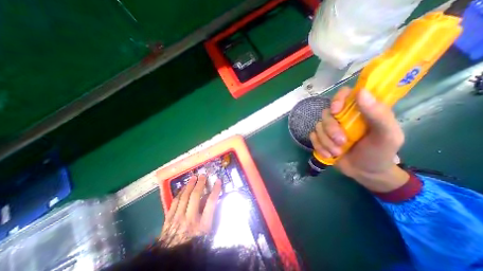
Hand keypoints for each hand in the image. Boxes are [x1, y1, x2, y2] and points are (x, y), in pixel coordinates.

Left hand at [161, 175, 223, 245]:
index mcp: (202, 225)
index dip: (215, 189)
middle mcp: (190, 219)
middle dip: (200, 183)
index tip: (218, 180)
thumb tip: (211, 201)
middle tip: (203, 175)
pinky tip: (182, 188)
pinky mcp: (168, 220)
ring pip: (184, 197)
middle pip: (195, 196)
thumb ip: (210, 217)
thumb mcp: (207, 234)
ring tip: (193, 177)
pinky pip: (174, 202)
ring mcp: (177, 219)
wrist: (172, 261)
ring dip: (189, 185)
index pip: (211, 202)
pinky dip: (179, 193)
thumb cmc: (194, 246)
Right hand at [311, 88, 408, 191]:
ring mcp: (329, 128)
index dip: (337, 99)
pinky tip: (328, 155)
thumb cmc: (380, 153)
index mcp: (359, 111)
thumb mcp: (387, 135)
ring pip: (318, 127)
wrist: (365, 173)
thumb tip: (361, 92)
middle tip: (341, 142)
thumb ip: (378, 114)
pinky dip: (319, 146)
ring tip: (337, 152)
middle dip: (331, 129)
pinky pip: (312, 137)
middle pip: (326, 113)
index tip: (336, 110)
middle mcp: (341, 117)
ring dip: (326, 141)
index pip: (344, 94)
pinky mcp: (321, 138)